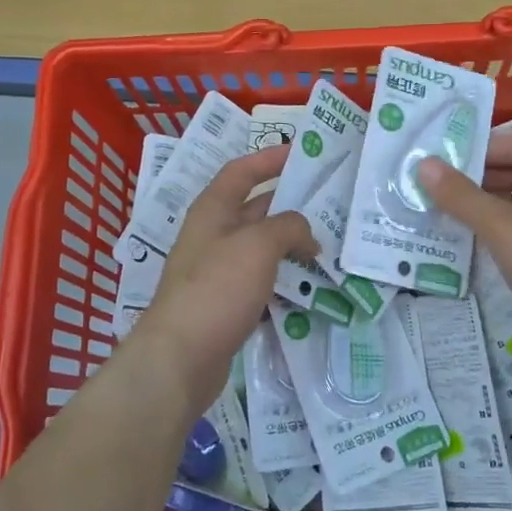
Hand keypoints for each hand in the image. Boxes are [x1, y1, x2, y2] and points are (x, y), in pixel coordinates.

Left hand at [137, 145, 316, 407]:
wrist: (181, 358)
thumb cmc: (216, 288)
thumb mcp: (257, 245)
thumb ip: (288, 227)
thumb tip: (306, 234)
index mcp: (212, 210)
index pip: (241, 171)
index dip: (269, 158)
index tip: (301, 152)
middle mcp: (212, 235)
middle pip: (255, 209)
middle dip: (290, 204)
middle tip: (330, 203)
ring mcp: (217, 272)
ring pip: (261, 248)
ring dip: (291, 245)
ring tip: (330, 245)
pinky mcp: (226, 304)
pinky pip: (261, 282)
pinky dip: (284, 280)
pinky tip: (311, 287)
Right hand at [418, 133, 511, 376]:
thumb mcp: (500, 226)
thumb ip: (461, 195)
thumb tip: (424, 164)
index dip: (481, 147)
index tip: (445, 159)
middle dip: (480, 176)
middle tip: (440, 185)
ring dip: (487, 203)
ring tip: (449, 211)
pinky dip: (500, 227)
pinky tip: (476, 240)